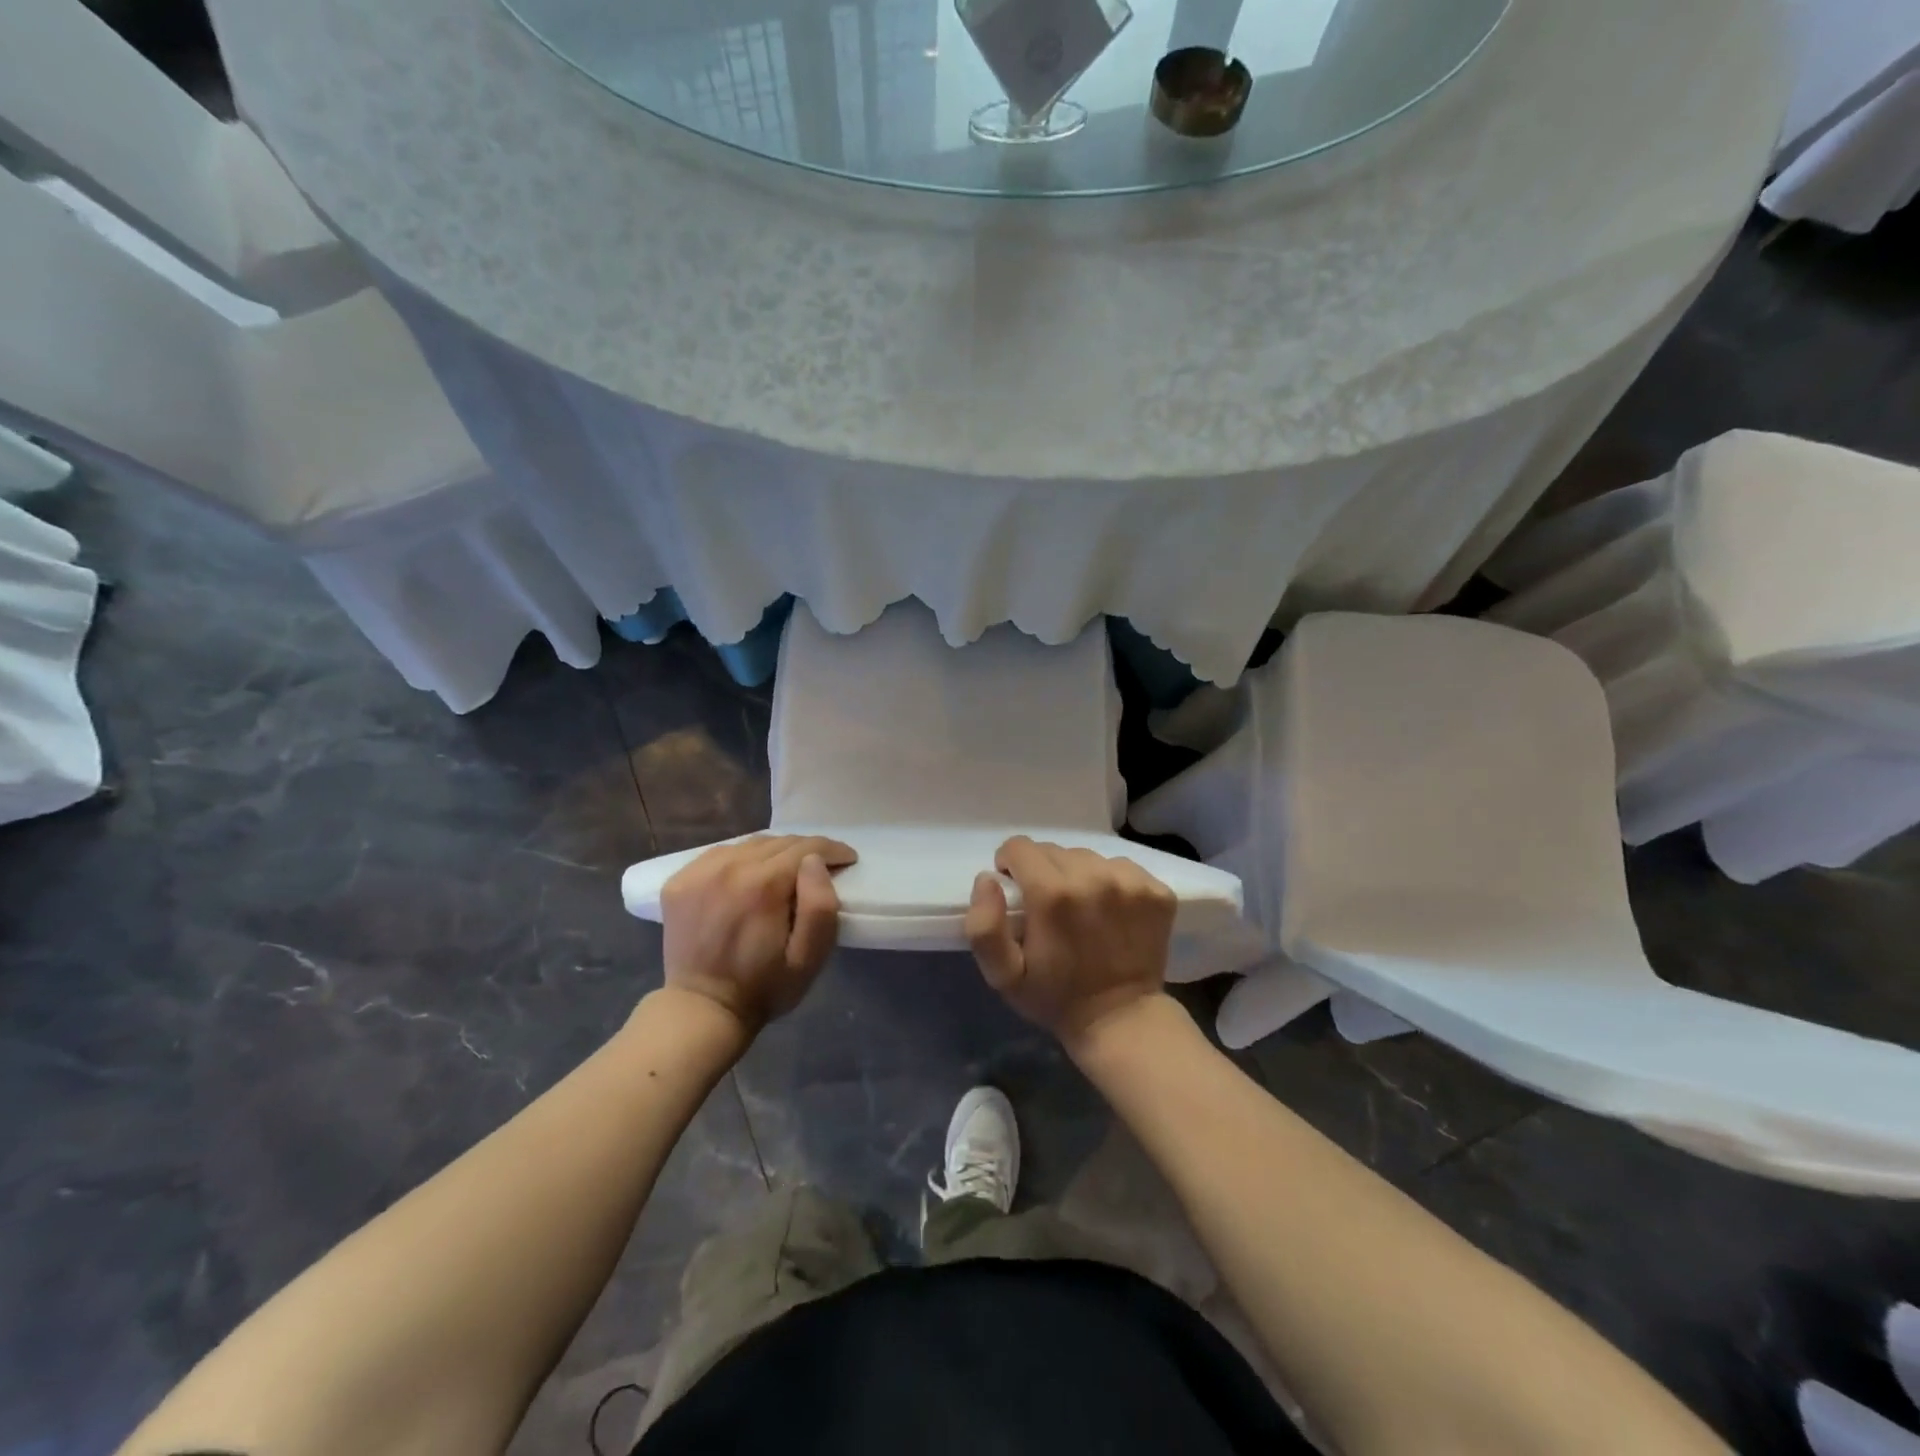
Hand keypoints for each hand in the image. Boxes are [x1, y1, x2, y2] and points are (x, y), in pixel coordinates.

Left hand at [660, 835, 856, 1034]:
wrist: (702, 1009)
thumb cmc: (764, 987)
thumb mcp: (809, 958)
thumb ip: (820, 906)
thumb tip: (814, 862)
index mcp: (762, 885)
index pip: (806, 848)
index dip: (833, 850)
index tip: (847, 860)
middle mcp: (728, 868)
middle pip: (778, 842)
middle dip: (805, 851)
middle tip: (820, 869)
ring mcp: (698, 872)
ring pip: (749, 844)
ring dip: (773, 853)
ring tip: (785, 873)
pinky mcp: (679, 881)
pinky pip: (720, 854)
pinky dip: (741, 859)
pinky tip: (748, 877)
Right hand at [965, 836, 1175, 1049]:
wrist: (1121, 1019)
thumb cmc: (1055, 996)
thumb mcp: (1002, 974)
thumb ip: (984, 925)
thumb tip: (988, 878)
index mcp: (1053, 893)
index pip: (1019, 847)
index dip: (1011, 866)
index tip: (1018, 892)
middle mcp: (1094, 877)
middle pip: (1054, 850)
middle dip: (1043, 872)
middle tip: (1050, 909)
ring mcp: (1131, 882)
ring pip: (1088, 857)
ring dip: (1078, 876)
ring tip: (1082, 910)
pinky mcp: (1156, 891)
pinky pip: (1121, 868)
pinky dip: (1111, 883)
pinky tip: (1110, 913)